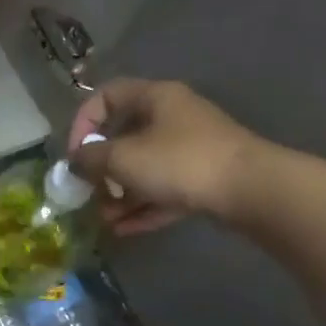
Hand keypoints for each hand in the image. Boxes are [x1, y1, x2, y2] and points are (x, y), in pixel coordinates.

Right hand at [67, 79, 264, 234]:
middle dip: (102, 168)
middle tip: (88, 191)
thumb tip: (76, 160)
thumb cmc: (180, 162)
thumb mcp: (124, 157)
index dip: (83, 122)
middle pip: (125, 137)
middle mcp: (173, 117)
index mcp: (155, 97)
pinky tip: (125, 229)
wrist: (251, 190)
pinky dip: (144, 207)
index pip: (106, 96)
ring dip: (121, 193)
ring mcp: (192, 149)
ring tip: (105, 219)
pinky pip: (165, 190)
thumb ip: (91, 158)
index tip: (74, 155)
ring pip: (145, 168)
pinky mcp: (205, 179)